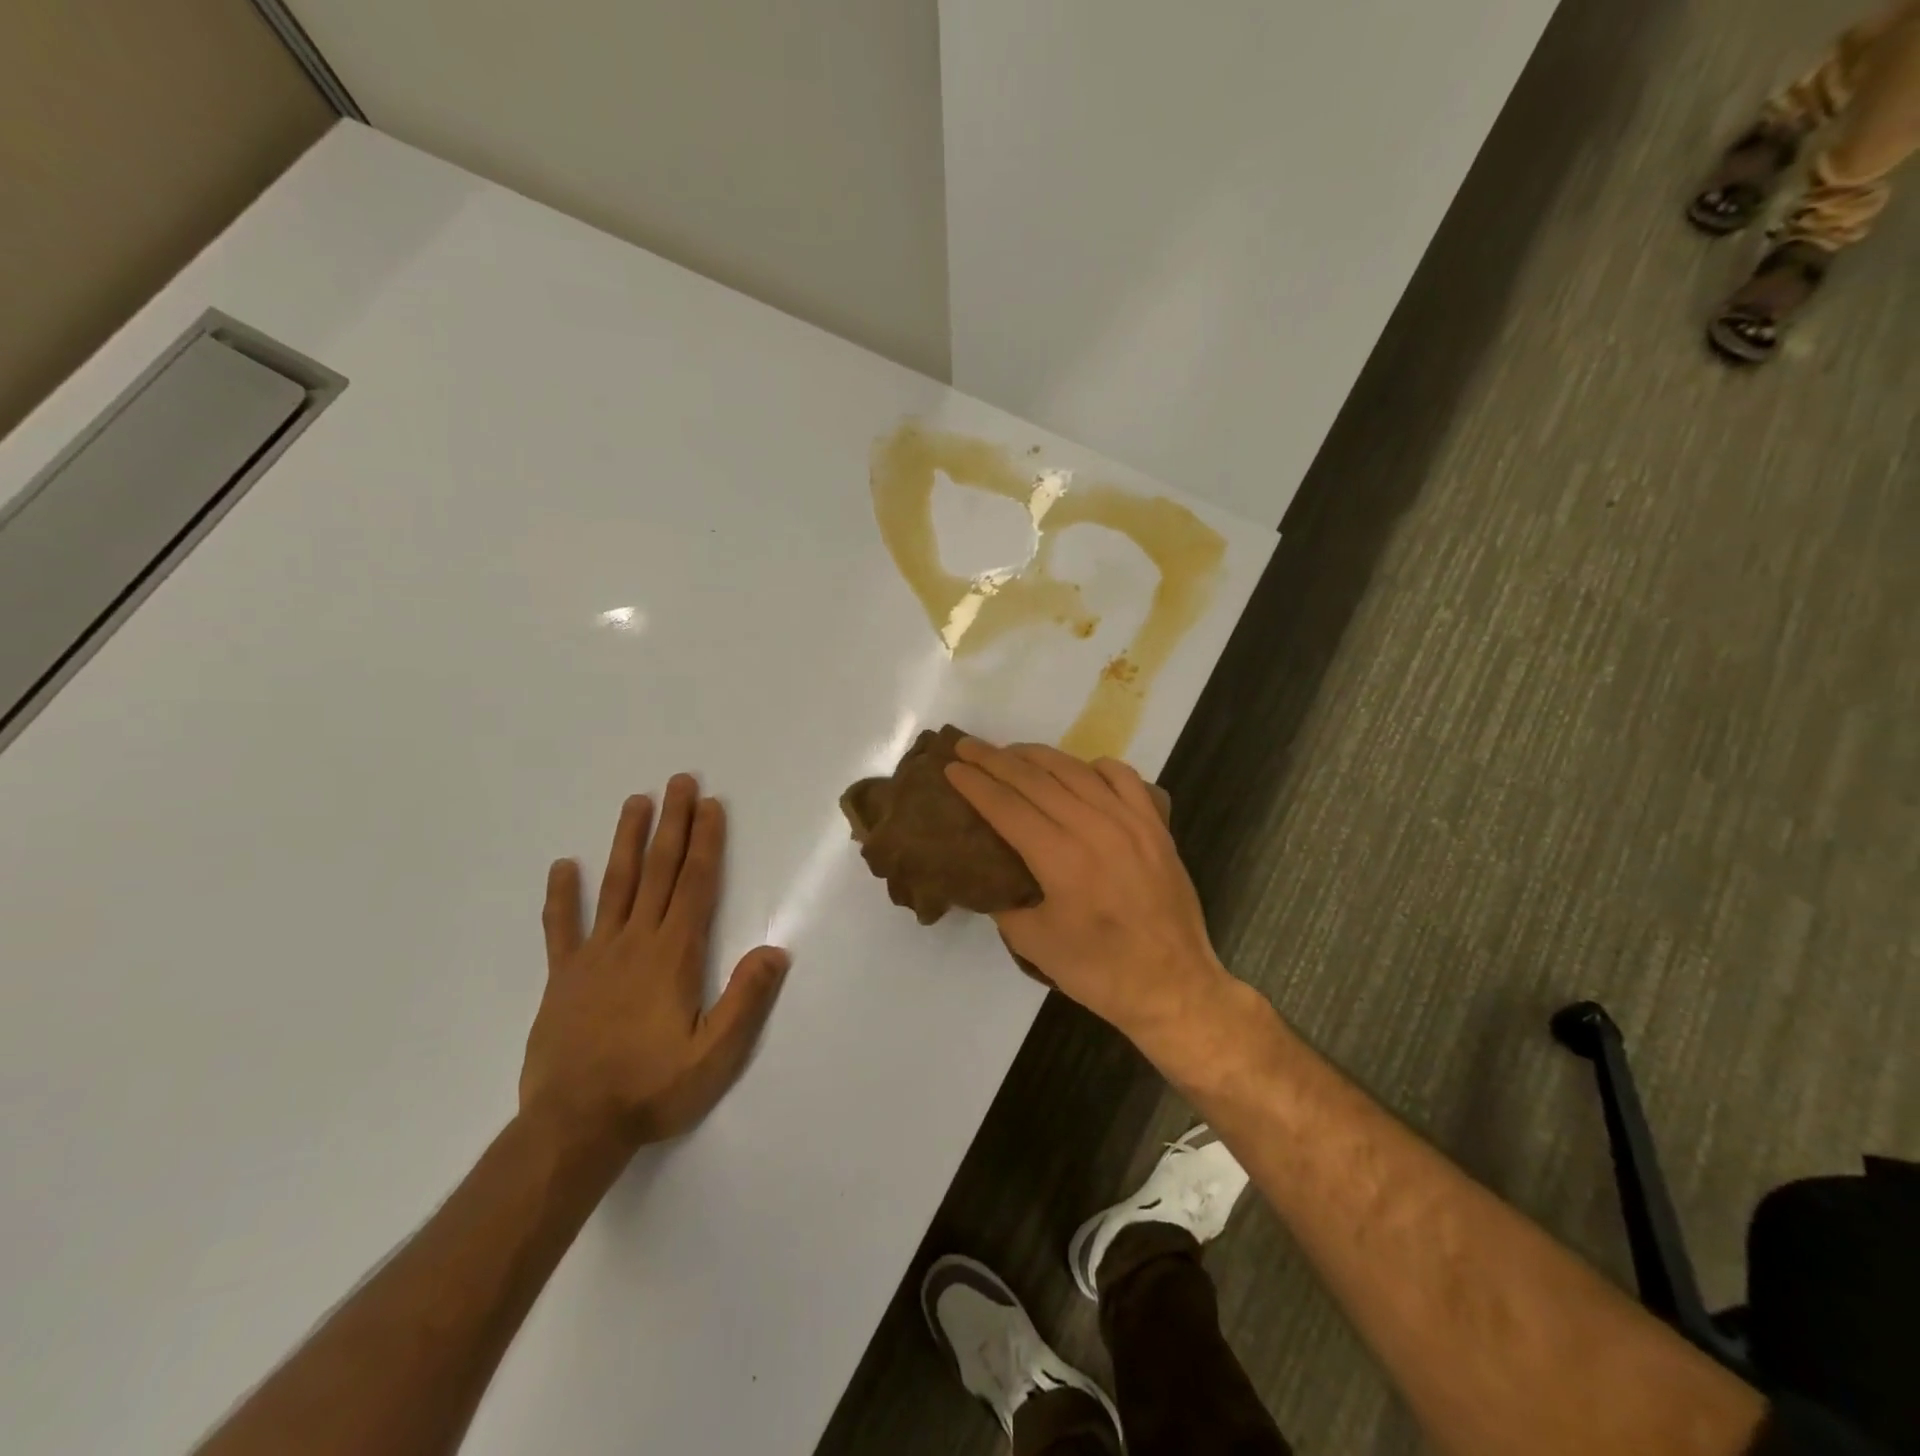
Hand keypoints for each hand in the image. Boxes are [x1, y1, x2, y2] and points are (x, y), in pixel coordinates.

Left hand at [519, 775, 789, 1150]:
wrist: (573, 1129)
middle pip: (658, 871)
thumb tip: (775, 949)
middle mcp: (635, 942)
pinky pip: (561, 928)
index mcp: (674, 955)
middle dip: (672, 824)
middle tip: (679, 781)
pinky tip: (563, 866)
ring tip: (635, 802)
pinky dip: (562, 896)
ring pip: (614, 885)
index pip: (695, 884)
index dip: (706, 842)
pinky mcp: (563, 977)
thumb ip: (745, 1000)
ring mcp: (594, 956)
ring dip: (627, 841)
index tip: (710, 805)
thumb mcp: (714, 1055)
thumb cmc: (652, 1089)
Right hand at [945, 739, 1236, 1053]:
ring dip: (1037, 756)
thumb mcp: (1033, 943)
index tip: (951, 766)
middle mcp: (1095, 827)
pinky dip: (1093, 766)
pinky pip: (1122, 777)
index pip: (1007, 806)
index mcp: (1061, 858)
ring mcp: (1130, 821)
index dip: (975, 784)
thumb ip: (1003, 901)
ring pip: (1075, 770)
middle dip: (995, 760)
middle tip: (968, 746)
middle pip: (1035, 779)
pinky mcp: (1155, 825)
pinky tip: (1078, 770)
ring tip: (1011, 752)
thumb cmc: (1098, 970)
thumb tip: (984, 874)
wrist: (1173, 985)